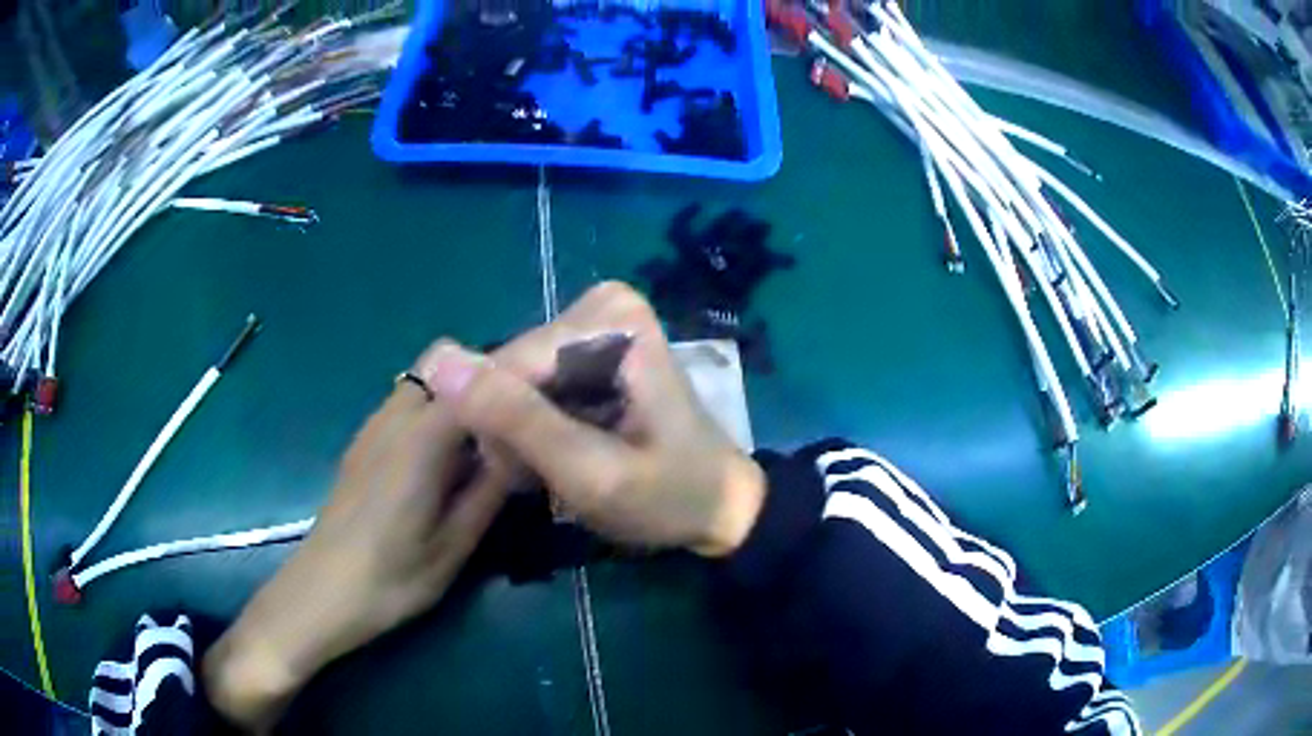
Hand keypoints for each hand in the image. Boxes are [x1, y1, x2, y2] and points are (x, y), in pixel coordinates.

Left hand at [203, 343, 511, 731]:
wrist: (321, 595)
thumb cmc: (391, 579)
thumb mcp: (454, 547)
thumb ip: (490, 491)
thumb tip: (523, 449)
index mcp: (419, 439)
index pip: (473, 378)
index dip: (511, 378)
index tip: (542, 397)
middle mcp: (393, 418)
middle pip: (441, 363)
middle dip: (479, 381)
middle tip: (510, 427)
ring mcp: (371, 429)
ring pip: (421, 384)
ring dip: (454, 399)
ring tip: (482, 448)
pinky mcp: (360, 446)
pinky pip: (403, 408)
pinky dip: (430, 416)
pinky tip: (441, 467)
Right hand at [420, 282, 765, 556]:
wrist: (717, 506)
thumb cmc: (668, 497)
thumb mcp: (591, 473)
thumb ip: (517, 420)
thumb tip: (438, 363)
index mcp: (612, 319)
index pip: (510, 366)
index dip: (503, 429)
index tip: (528, 478)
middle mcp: (600, 305)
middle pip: (510, 369)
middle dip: (516, 431)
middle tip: (549, 476)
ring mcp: (592, 323)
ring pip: (511, 381)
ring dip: (521, 434)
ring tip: (555, 470)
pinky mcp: (585, 347)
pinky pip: (528, 385)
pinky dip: (533, 427)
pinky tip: (558, 453)